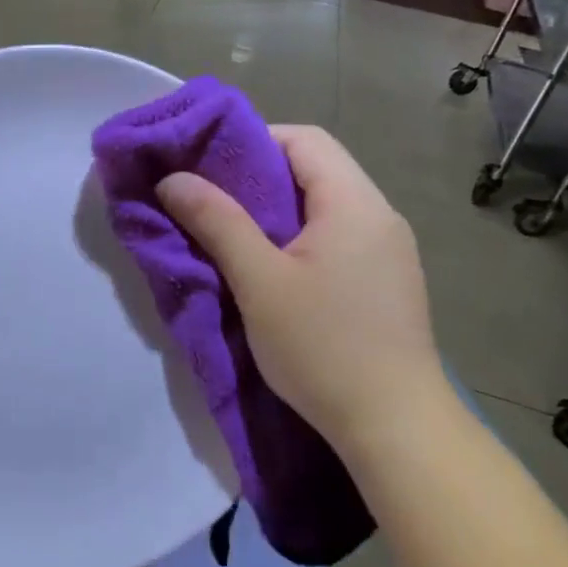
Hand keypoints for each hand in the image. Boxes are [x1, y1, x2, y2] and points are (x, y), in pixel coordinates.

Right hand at [156, 126, 444, 448]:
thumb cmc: (323, 346)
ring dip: (277, 211)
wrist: (395, 427)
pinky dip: (299, 238)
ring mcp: (389, 252)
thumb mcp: (259, 281)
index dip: (252, 141)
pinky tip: (273, 270)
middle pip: (315, 169)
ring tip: (233, 235)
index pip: (304, 139)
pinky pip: (337, 238)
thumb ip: (216, 222)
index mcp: (355, 203)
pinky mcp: (386, 282)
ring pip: (324, 206)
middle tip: (210, 201)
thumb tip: (172, 179)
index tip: (208, 167)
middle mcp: (380, 216)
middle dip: (258, 178)